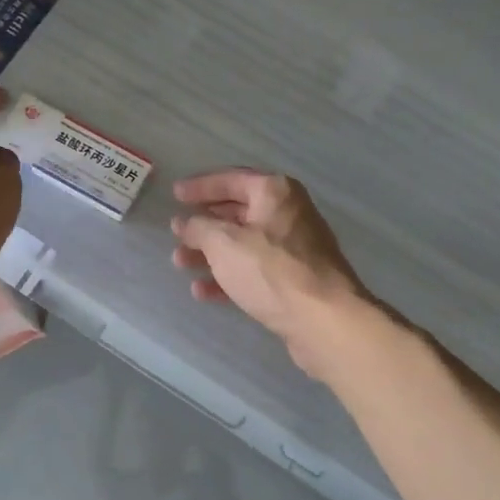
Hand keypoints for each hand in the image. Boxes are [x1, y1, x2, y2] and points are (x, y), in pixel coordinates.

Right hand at [170, 170, 370, 379]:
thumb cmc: (271, 270)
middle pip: (238, 212)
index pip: (231, 179)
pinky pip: (254, 271)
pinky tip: (202, 291)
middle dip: (204, 224)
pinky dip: (228, 277)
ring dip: (211, 253)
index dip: (200, 186)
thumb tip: (184, 222)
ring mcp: (294, 249)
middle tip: (176, 233)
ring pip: (244, 244)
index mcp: (275, 192)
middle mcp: (288, 213)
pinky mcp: (294, 281)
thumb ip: (199, 228)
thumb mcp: (224, 243)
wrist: (324, 320)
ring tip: (180, 262)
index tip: (175, 195)